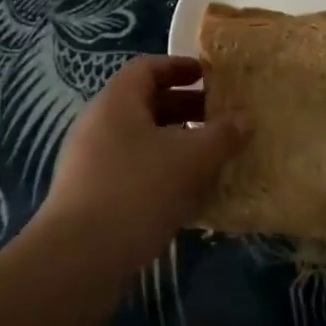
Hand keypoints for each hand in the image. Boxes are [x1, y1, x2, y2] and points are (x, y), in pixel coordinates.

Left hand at [31, 56, 245, 270]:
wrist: (80, 258)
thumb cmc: (139, 190)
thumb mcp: (192, 158)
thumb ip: (222, 135)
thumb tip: (245, 120)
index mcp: (117, 102)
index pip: (147, 68)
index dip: (179, 67)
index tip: (209, 75)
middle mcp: (99, 125)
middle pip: (145, 104)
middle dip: (184, 108)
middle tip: (219, 119)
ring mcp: (90, 162)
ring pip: (140, 141)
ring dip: (175, 144)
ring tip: (210, 158)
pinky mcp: (91, 196)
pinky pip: (132, 171)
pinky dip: (161, 173)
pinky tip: (188, 195)